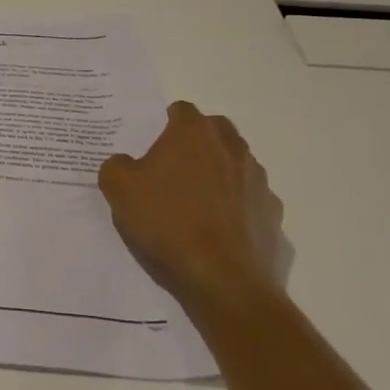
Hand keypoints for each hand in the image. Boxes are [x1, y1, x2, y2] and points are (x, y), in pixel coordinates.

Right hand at [98, 101, 283, 303]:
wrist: (224, 279)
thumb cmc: (167, 223)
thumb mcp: (119, 190)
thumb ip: (116, 166)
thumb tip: (125, 163)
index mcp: (193, 133)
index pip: (181, 110)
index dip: (164, 124)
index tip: (152, 146)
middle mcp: (231, 147)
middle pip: (214, 130)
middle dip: (196, 143)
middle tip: (174, 169)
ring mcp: (257, 179)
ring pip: (236, 162)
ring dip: (219, 172)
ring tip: (196, 203)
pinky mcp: (273, 211)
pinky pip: (250, 198)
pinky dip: (237, 205)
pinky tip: (219, 229)